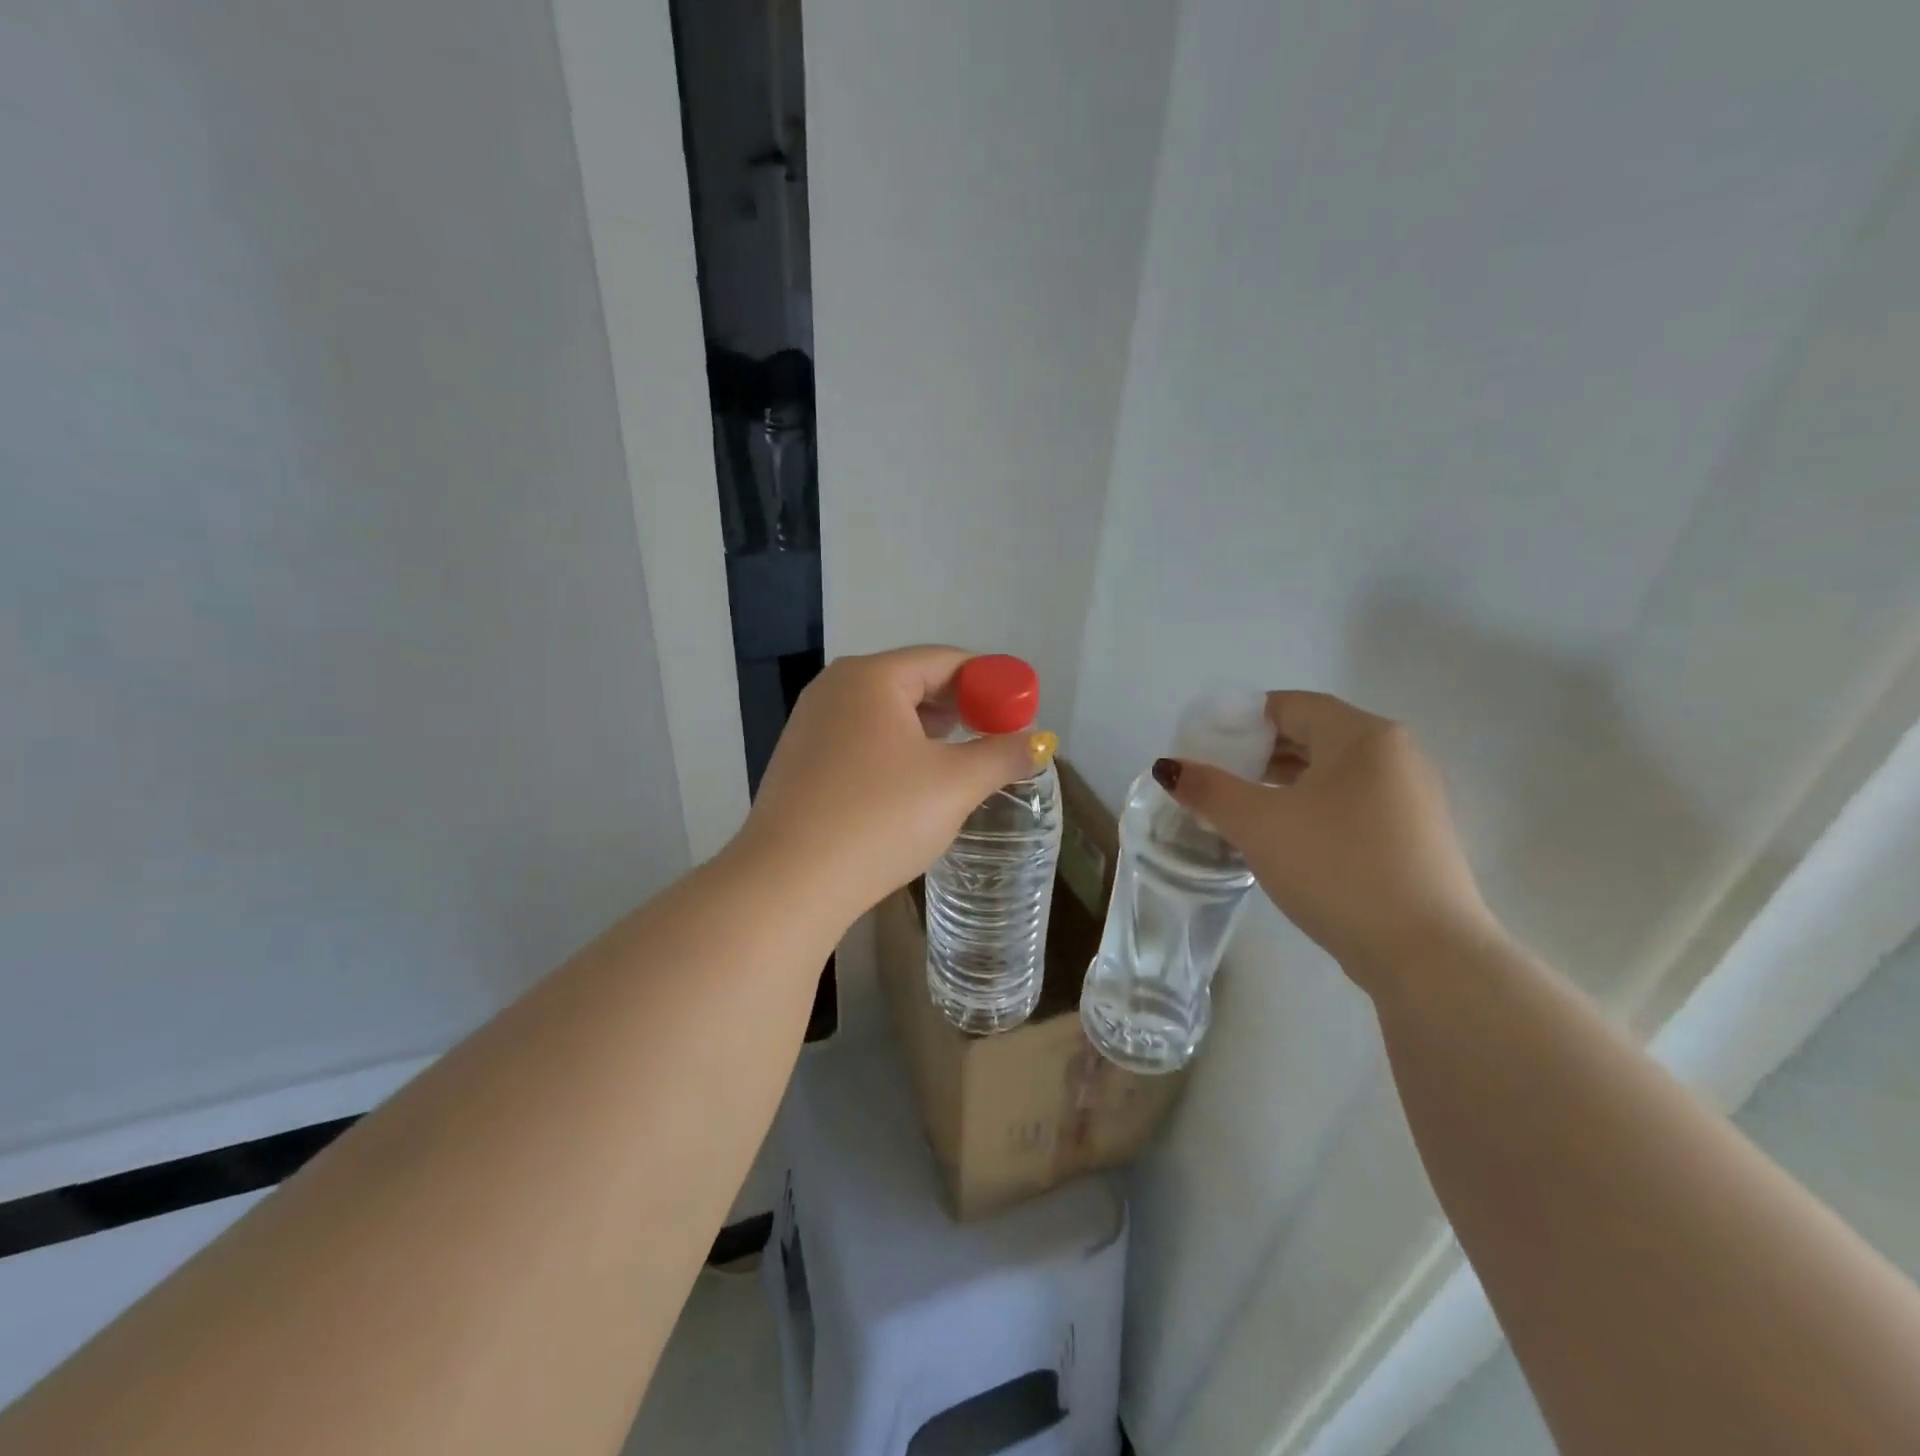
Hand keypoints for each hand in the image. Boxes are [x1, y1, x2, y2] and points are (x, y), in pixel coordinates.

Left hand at [733, 646, 1040, 923]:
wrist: (788, 883)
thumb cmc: (879, 818)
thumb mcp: (954, 785)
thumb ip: (1001, 756)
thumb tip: (1039, 743)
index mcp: (871, 677)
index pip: (944, 660)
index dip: (990, 681)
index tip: (1020, 709)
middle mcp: (835, 688)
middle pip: (912, 681)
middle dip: (959, 705)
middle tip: (995, 734)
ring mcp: (810, 724)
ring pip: (885, 712)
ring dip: (928, 729)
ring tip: (960, 755)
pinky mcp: (800, 760)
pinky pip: (860, 739)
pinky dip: (895, 748)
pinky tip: (911, 781)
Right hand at [1157, 691, 1501, 992]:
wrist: (1426, 955)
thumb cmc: (1338, 869)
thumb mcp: (1259, 825)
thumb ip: (1209, 790)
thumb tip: (1168, 767)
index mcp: (1364, 737)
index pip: (1291, 706)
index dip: (1241, 718)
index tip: (1204, 742)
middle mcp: (1395, 756)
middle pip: (1312, 736)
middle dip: (1258, 753)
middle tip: (1213, 775)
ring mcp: (1410, 800)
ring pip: (1331, 774)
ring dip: (1281, 783)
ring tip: (1237, 807)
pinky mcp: (1413, 839)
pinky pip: (1349, 805)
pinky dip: (1309, 809)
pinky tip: (1282, 838)